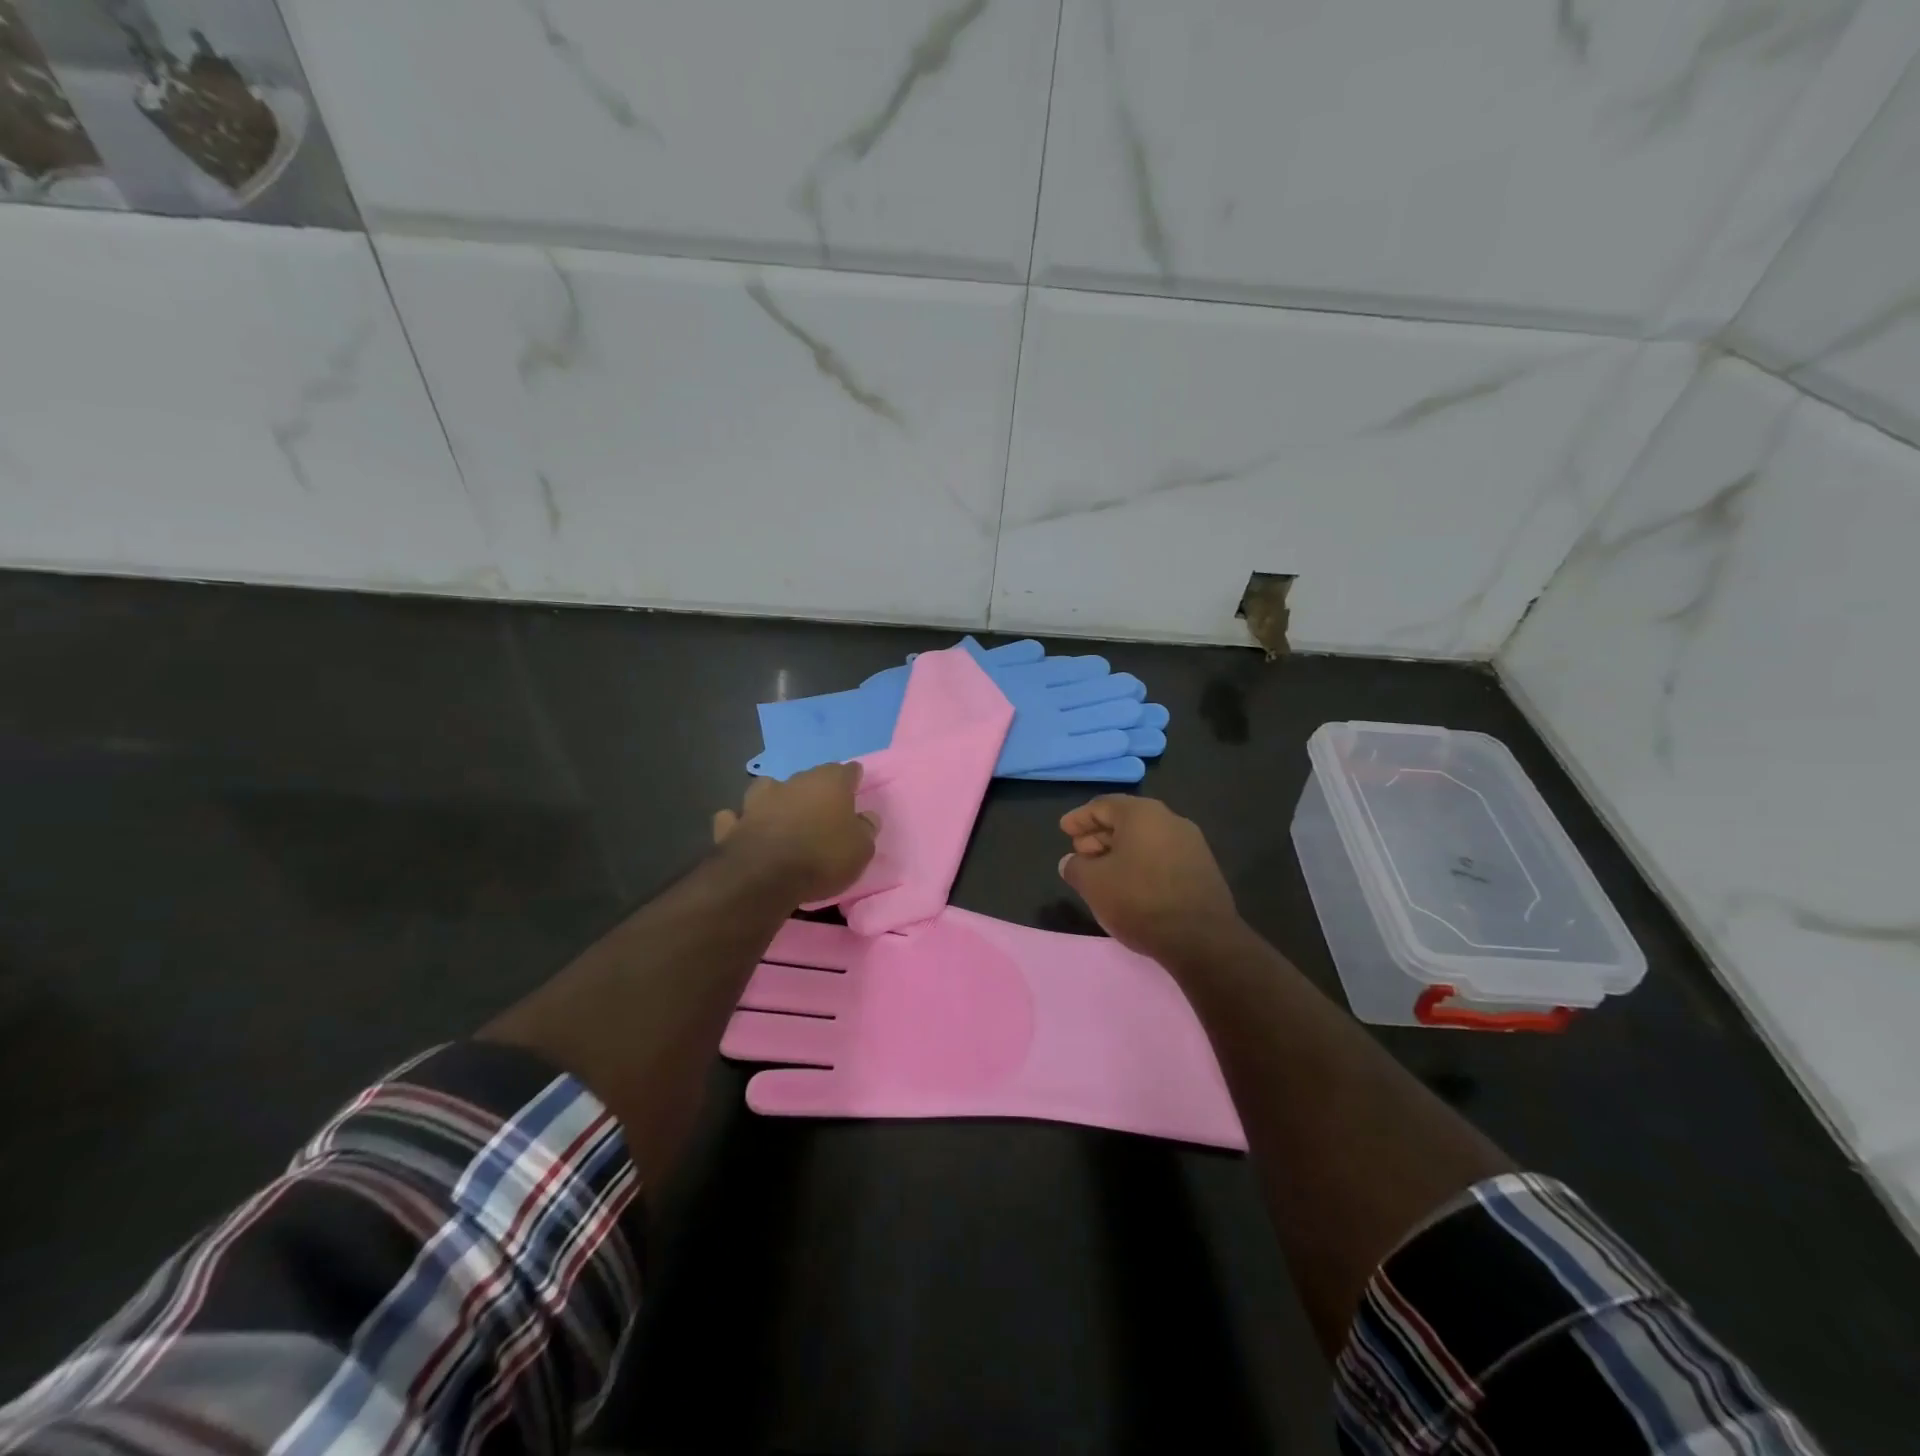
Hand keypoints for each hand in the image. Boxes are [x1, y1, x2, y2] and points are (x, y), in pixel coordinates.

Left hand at [713, 763, 878, 903]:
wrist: (764, 877)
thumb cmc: (822, 857)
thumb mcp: (861, 849)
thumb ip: (865, 830)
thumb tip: (867, 817)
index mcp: (829, 783)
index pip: (847, 771)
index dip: (852, 778)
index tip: (855, 786)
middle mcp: (793, 783)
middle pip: (808, 778)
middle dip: (814, 790)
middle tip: (821, 809)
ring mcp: (758, 801)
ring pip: (767, 788)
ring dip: (774, 798)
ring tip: (780, 814)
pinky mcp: (732, 824)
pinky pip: (735, 817)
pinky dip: (740, 822)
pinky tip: (744, 829)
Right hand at [1058, 795, 1238, 964]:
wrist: (1201, 939)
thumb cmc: (1139, 901)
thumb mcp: (1093, 884)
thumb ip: (1075, 867)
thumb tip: (1071, 862)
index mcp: (1142, 814)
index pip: (1103, 805)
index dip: (1079, 818)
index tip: (1064, 830)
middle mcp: (1170, 820)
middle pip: (1126, 820)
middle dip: (1099, 835)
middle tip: (1080, 853)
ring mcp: (1191, 844)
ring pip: (1145, 839)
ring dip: (1120, 851)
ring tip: (1102, 871)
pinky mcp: (1202, 869)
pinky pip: (1162, 855)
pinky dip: (1141, 862)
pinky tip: (1129, 884)